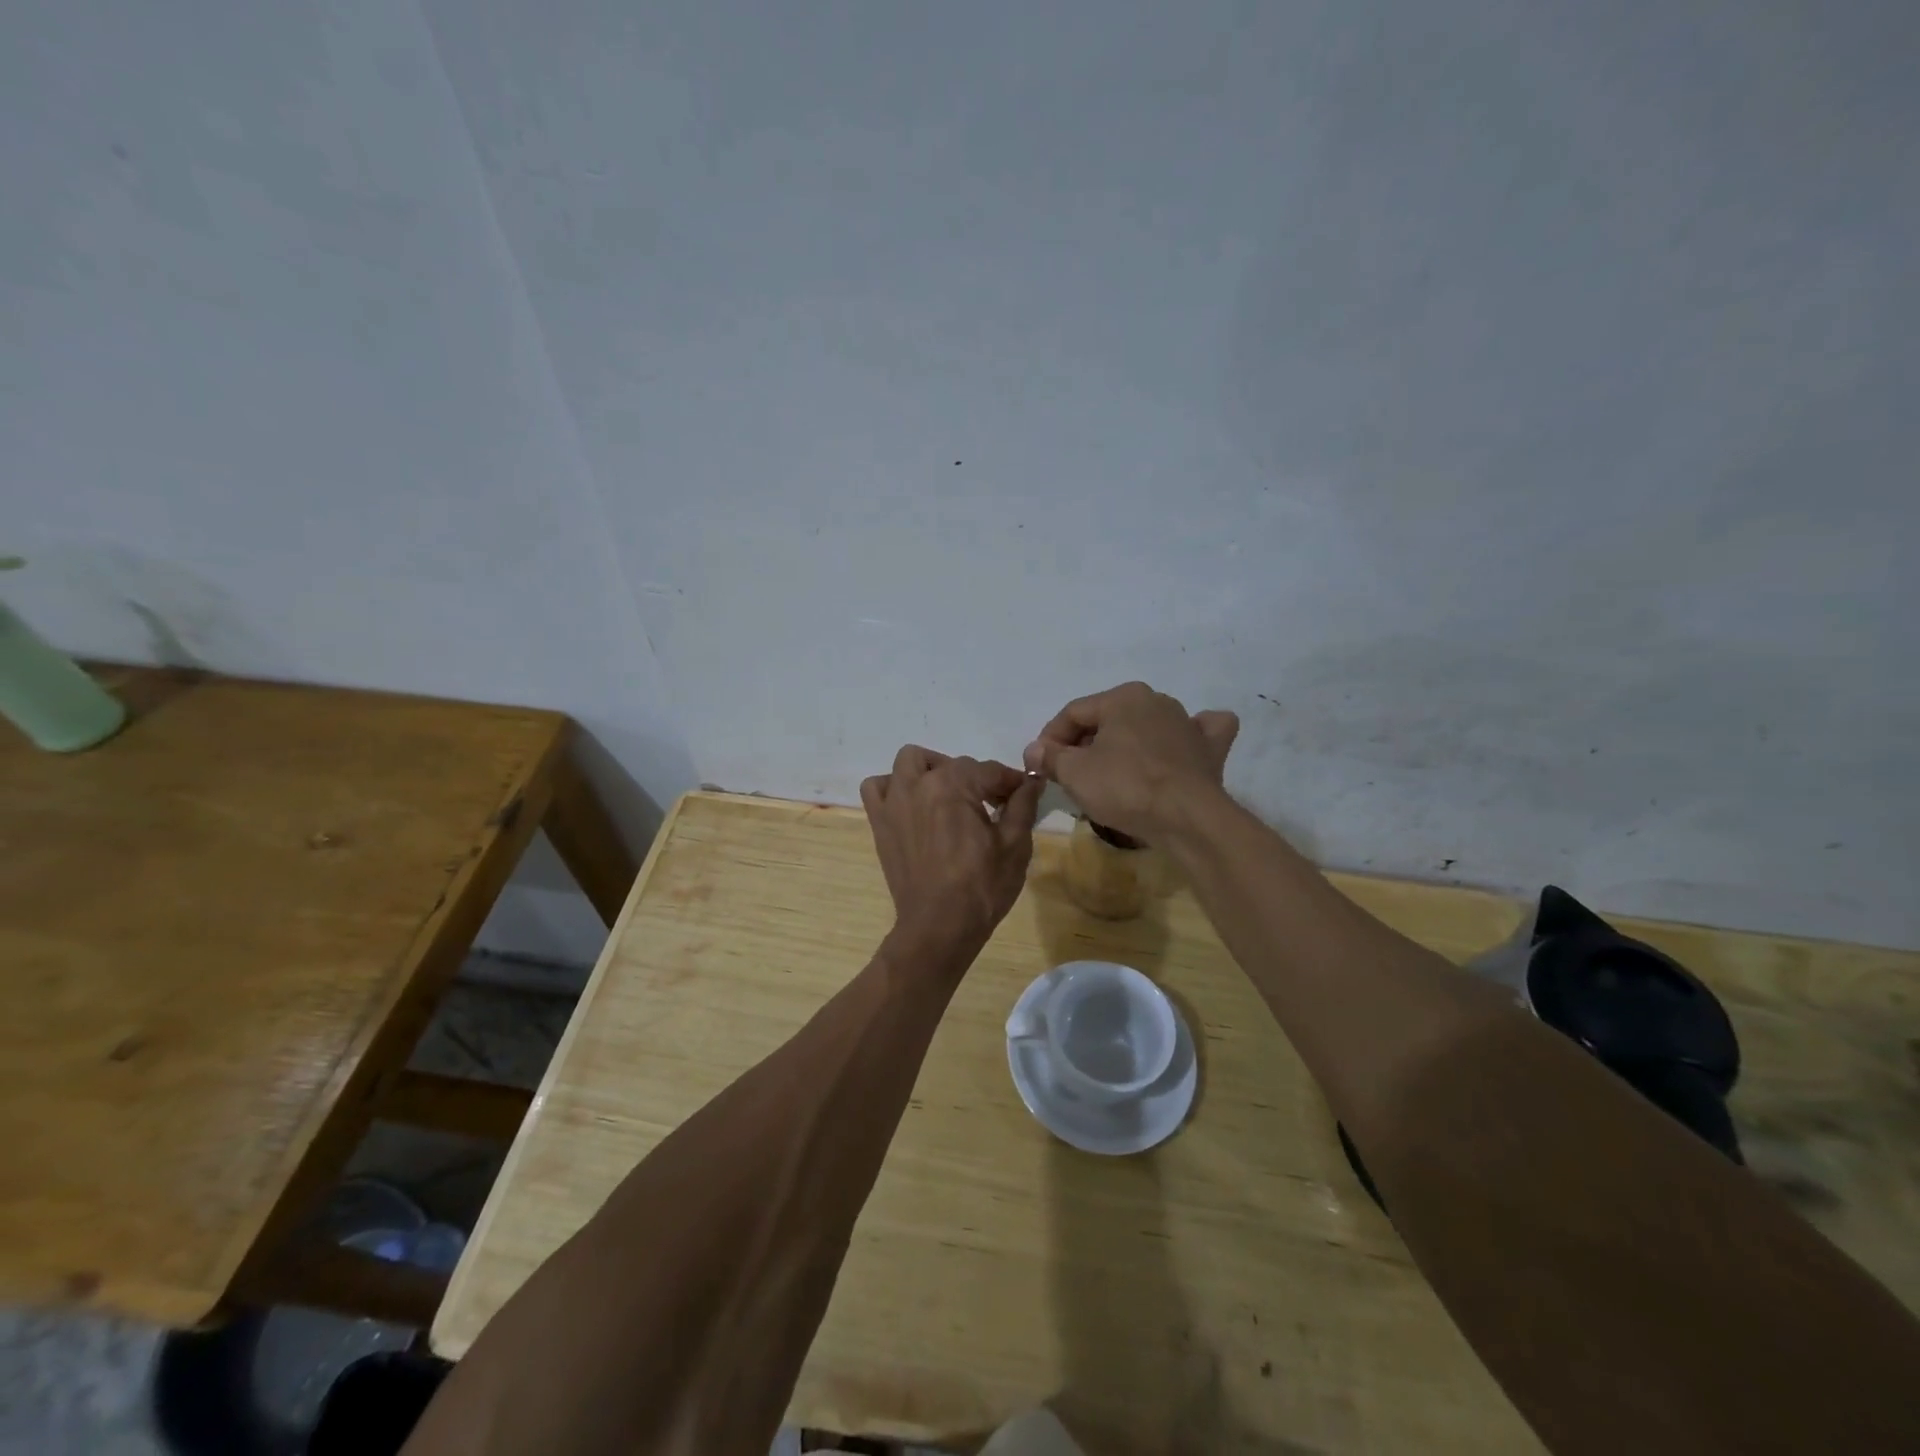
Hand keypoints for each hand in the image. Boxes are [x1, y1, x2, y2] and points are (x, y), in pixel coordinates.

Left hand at [861, 746, 1042, 959]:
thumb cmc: (982, 886)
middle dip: (976, 778)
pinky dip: (894, 787)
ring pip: (909, 763)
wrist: (940, 926)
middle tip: (992, 804)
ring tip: (950, 795)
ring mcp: (893, 802)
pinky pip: (877, 788)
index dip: (1011, 781)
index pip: (989, 770)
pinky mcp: (880, 822)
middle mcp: (918, 784)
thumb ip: (1023, 804)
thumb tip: (1031, 780)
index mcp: (953, 785)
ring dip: (931, 770)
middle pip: (953, 764)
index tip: (1023, 794)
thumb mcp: (1015, 844)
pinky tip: (914, 805)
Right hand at [1022, 682, 1238, 842]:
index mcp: (1122, 697)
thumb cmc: (1125, 788)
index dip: (1049, 739)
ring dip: (1125, 744)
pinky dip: (1184, 739)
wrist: (1187, 817)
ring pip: (1146, 726)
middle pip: (1108, 719)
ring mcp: (1187, 723)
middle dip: (1084, 744)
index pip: (1073, 713)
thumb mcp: (1074, 773)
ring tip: (1109, 772)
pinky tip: (1177, 749)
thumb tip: (1034, 749)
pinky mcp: (1209, 749)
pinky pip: (1195, 735)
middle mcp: (1156, 700)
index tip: (1038, 766)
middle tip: (1068, 775)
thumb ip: (1050, 756)